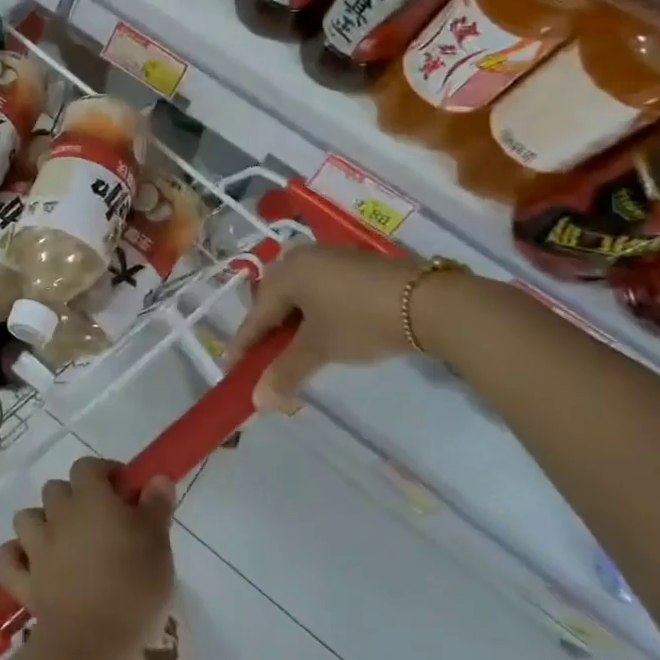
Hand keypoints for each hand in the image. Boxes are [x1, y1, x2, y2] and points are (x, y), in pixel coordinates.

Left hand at [0, 457, 174, 659]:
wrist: (92, 641)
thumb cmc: (132, 587)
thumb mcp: (158, 544)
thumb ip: (157, 506)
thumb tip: (158, 477)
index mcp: (90, 499)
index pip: (87, 467)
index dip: (104, 473)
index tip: (123, 492)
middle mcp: (57, 514)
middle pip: (56, 489)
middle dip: (73, 499)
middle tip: (98, 523)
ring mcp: (35, 547)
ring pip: (27, 518)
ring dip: (42, 524)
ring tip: (64, 544)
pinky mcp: (23, 581)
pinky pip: (8, 559)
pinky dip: (16, 558)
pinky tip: (31, 566)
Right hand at [223, 243, 430, 414]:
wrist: (429, 302)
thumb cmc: (361, 321)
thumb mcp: (320, 349)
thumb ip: (285, 373)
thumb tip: (257, 401)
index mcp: (285, 273)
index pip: (255, 315)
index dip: (243, 345)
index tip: (230, 370)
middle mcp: (300, 258)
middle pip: (273, 300)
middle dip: (266, 332)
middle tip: (261, 360)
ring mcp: (328, 258)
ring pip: (297, 295)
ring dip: (291, 324)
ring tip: (292, 350)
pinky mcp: (353, 265)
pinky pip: (318, 290)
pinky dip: (313, 313)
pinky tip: (322, 331)